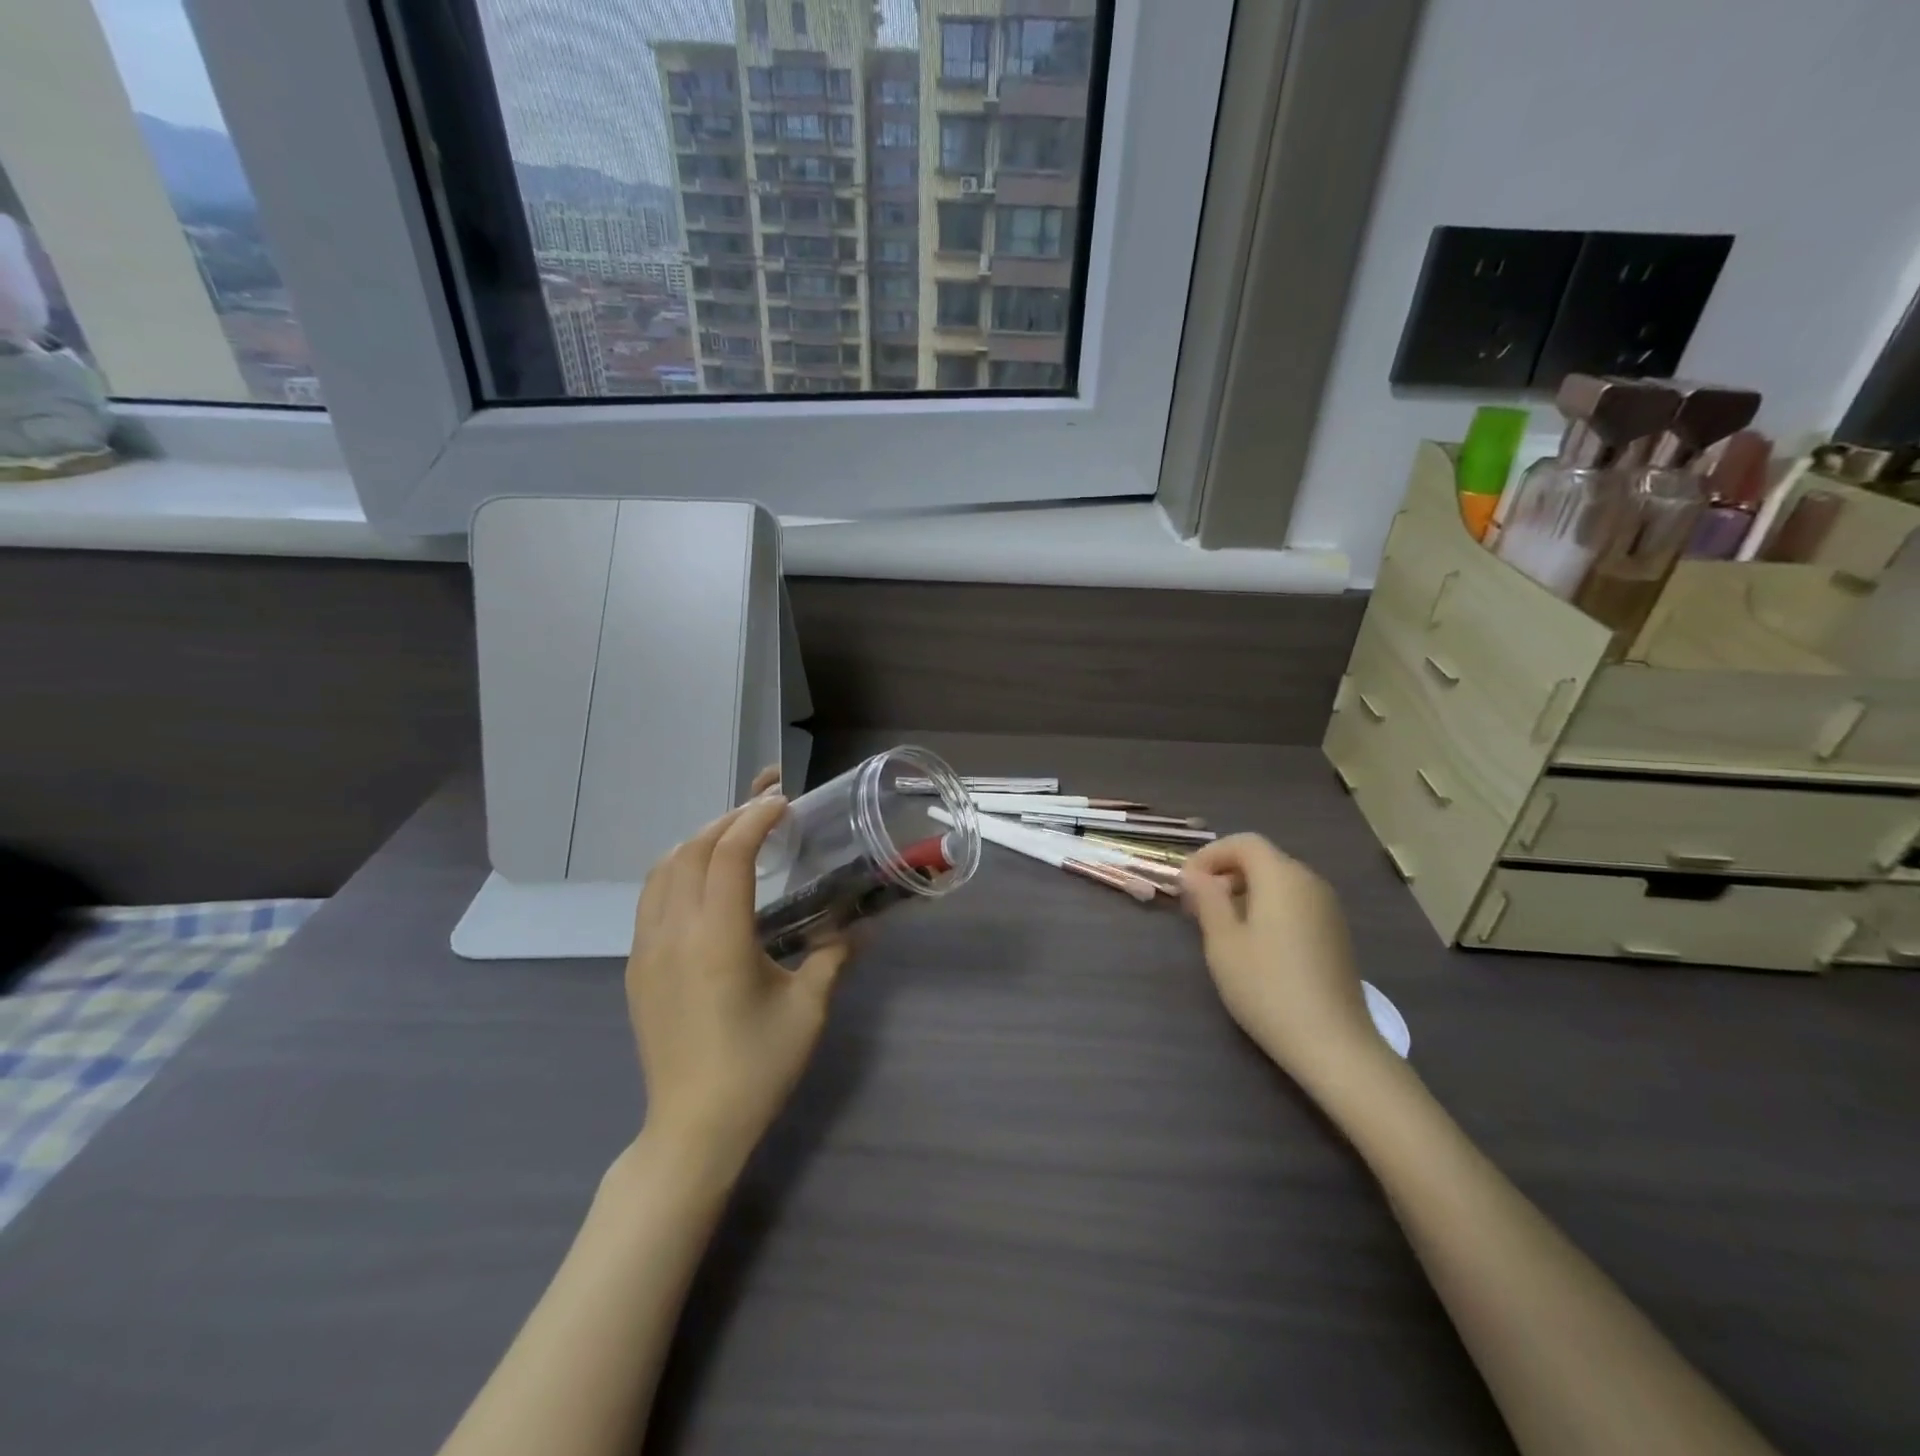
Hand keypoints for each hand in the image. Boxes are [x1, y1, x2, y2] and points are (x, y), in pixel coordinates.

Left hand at [627, 789, 848, 1176]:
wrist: (692, 1128)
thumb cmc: (757, 1067)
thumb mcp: (808, 1009)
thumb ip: (832, 956)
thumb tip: (857, 926)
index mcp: (718, 938)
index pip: (730, 853)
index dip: (756, 818)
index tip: (783, 801)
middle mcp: (674, 933)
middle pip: (693, 849)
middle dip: (729, 817)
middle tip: (766, 807)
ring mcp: (647, 949)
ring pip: (663, 869)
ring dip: (699, 839)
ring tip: (735, 833)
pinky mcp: (637, 967)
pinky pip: (651, 897)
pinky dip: (678, 869)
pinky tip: (704, 880)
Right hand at [1180, 835, 1386, 1092]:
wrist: (1333, 1044)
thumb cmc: (1267, 987)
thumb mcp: (1223, 942)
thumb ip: (1207, 899)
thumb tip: (1195, 874)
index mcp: (1281, 877)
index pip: (1243, 843)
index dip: (1210, 855)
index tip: (1186, 883)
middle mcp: (1309, 882)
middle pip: (1262, 859)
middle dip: (1225, 873)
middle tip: (1196, 906)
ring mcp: (1328, 908)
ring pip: (1279, 882)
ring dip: (1245, 892)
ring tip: (1220, 926)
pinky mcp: (1336, 933)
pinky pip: (1295, 903)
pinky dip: (1269, 908)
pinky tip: (1254, 944)